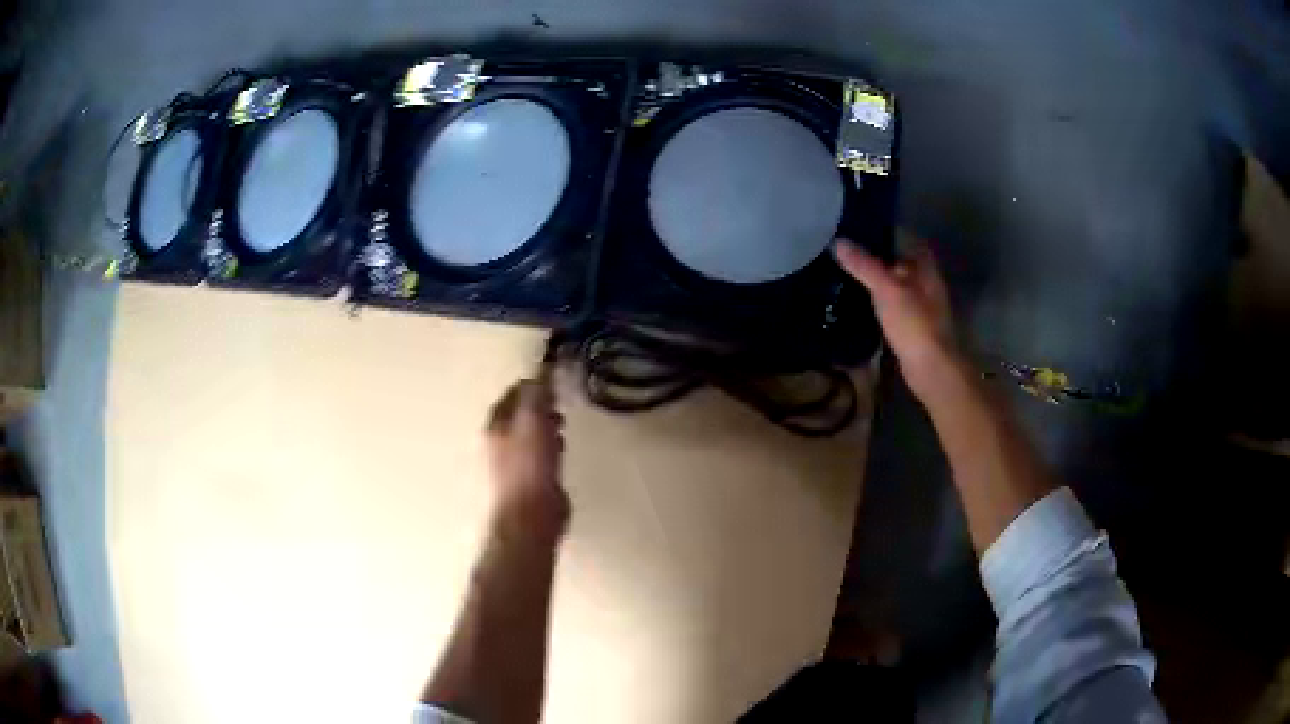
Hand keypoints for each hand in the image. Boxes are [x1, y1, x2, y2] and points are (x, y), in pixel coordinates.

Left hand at [485, 377, 568, 539]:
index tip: (554, 381)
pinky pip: (541, 454)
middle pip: (521, 413)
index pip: (513, 393)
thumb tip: (542, 368)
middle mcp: (500, 441)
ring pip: (532, 433)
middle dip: (541, 405)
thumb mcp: (534, 420)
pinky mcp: (531, 479)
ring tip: (563, 426)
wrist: (532, 515)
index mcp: (496, 425)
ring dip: (547, 426)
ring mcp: (514, 462)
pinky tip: (562, 452)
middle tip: (559, 403)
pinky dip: (551, 447)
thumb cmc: (530, 466)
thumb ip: (537, 393)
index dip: (533, 384)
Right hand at [834, 236, 962, 397]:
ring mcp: (920, 303)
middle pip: (898, 258)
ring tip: (844, 269)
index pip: (904, 235)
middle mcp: (924, 279)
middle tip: (844, 246)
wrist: (931, 368)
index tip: (857, 223)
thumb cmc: (914, 324)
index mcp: (924, 265)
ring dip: (875, 276)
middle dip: (875, 252)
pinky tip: (858, 299)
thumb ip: (864, 265)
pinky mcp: (911, 323)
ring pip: (894, 281)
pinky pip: (891, 301)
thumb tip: (838, 242)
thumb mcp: (886, 289)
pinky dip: (877, 297)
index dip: (883, 227)